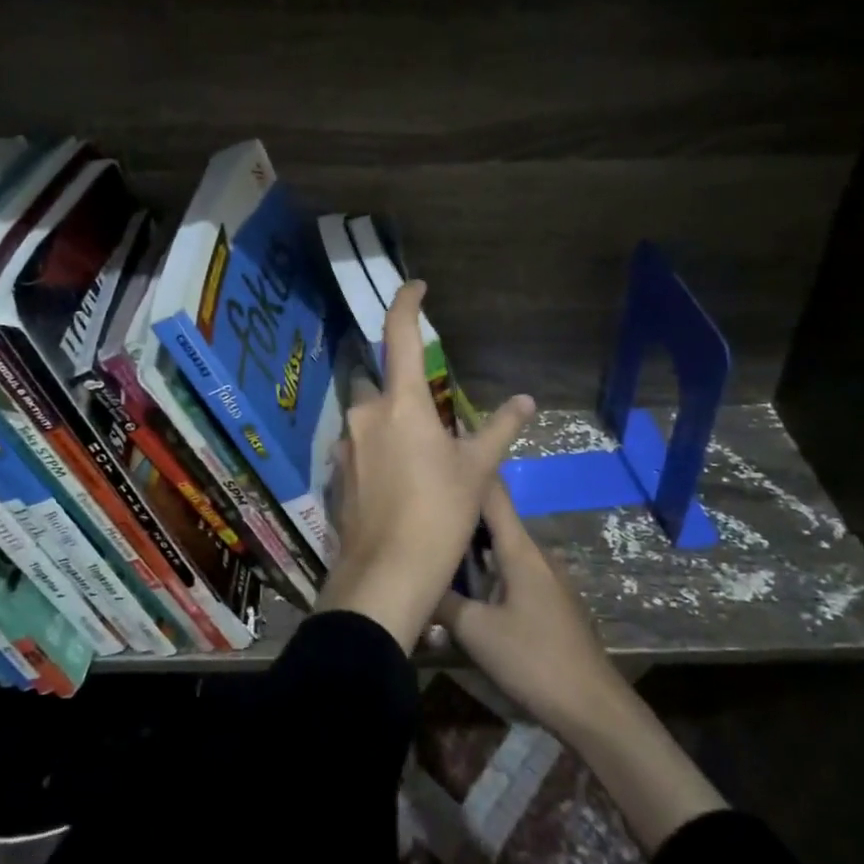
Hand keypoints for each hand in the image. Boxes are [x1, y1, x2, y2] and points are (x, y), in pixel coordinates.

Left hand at [318, 280, 533, 651]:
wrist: (386, 576)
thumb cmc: (439, 515)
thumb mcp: (477, 470)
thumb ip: (499, 429)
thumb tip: (527, 400)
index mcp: (402, 404)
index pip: (399, 335)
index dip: (406, 303)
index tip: (415, 286)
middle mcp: (366, 414)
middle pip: (380, 382)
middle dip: (401, 390)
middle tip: (431, 420)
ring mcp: (346, 445)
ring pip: (368, 418)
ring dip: (390, 425)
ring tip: (419, 461)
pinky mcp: (337, 474)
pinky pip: (359, 448)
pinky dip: (378, 453)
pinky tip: (398, 486)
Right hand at [438, 484, 728, 850]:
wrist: (593, 709)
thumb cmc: (533, 660)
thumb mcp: (476, 631)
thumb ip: (443, 601)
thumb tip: (413, 578)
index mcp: (520, 549)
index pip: (493, 494)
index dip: (469, 472)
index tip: (440, 455)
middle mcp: (535, 554)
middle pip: (494, 520)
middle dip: (460, 512)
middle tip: (423, 508)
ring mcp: (546, 579)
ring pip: (501, 549)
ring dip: (471, 546)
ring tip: (435, 544)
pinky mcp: (549, 602)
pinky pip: (511, 572)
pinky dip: (486, 570)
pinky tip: (465, 588)